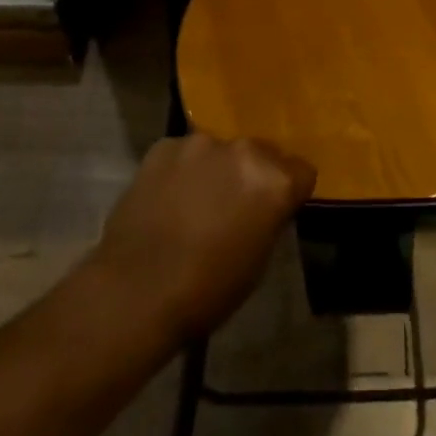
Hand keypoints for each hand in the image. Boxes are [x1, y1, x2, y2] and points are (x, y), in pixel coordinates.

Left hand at [86, 133, 315, 341]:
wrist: (134, 292)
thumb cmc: (206, 290)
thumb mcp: (258, 261)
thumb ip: (268, 218)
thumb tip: (263, 207)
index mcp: (275, 180)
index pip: (302, 171)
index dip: (290, 192)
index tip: (276, 210)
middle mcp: (244, 149)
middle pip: (262, 153)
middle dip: (252, 175)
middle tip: (234, 206)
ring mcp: (201, 143)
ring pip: (219, 151)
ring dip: (215, 169)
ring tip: (195, 203)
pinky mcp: (164, 146)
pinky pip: (183, 154)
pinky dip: (180, 171)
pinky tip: (166, 200)